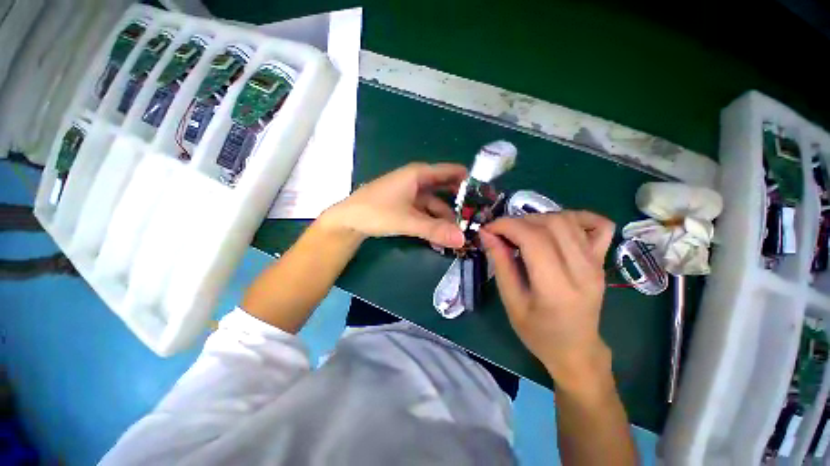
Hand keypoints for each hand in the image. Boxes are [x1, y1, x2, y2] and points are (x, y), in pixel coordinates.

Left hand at [321, 163, 467, 247]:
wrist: (348, 220)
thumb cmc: (376, 211)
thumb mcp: (408, 220)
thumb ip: (435, 230)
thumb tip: (462, 240)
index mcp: (419, 174)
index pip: (451, 172)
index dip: (469, 181)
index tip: (485, 195)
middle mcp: (418, 181)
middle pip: (446, 190)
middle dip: (460, 204)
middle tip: (476, 219)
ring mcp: (411, 194)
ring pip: (436, 204)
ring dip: (446, 218)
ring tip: (460, 234)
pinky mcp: (406, 206)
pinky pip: (426, 212)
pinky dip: (434, 222)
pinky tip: (442, 236)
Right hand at [479, 211, 615, 389]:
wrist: (576, 350)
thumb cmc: (539, 333)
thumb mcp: (511, 301)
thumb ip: (500, 263)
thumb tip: (487, 233)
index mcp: (557, 288)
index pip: (534, 239)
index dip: (507, 225)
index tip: (488, 229)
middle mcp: (583, 270)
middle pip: (552, 224)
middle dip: (519, 220)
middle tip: (502, 233)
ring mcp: (597, 263)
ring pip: (569, 220)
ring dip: (538, 218)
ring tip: (522, 232)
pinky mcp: (601, 260)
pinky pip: (598, 225)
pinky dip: (576, 216)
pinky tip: (557, 226)